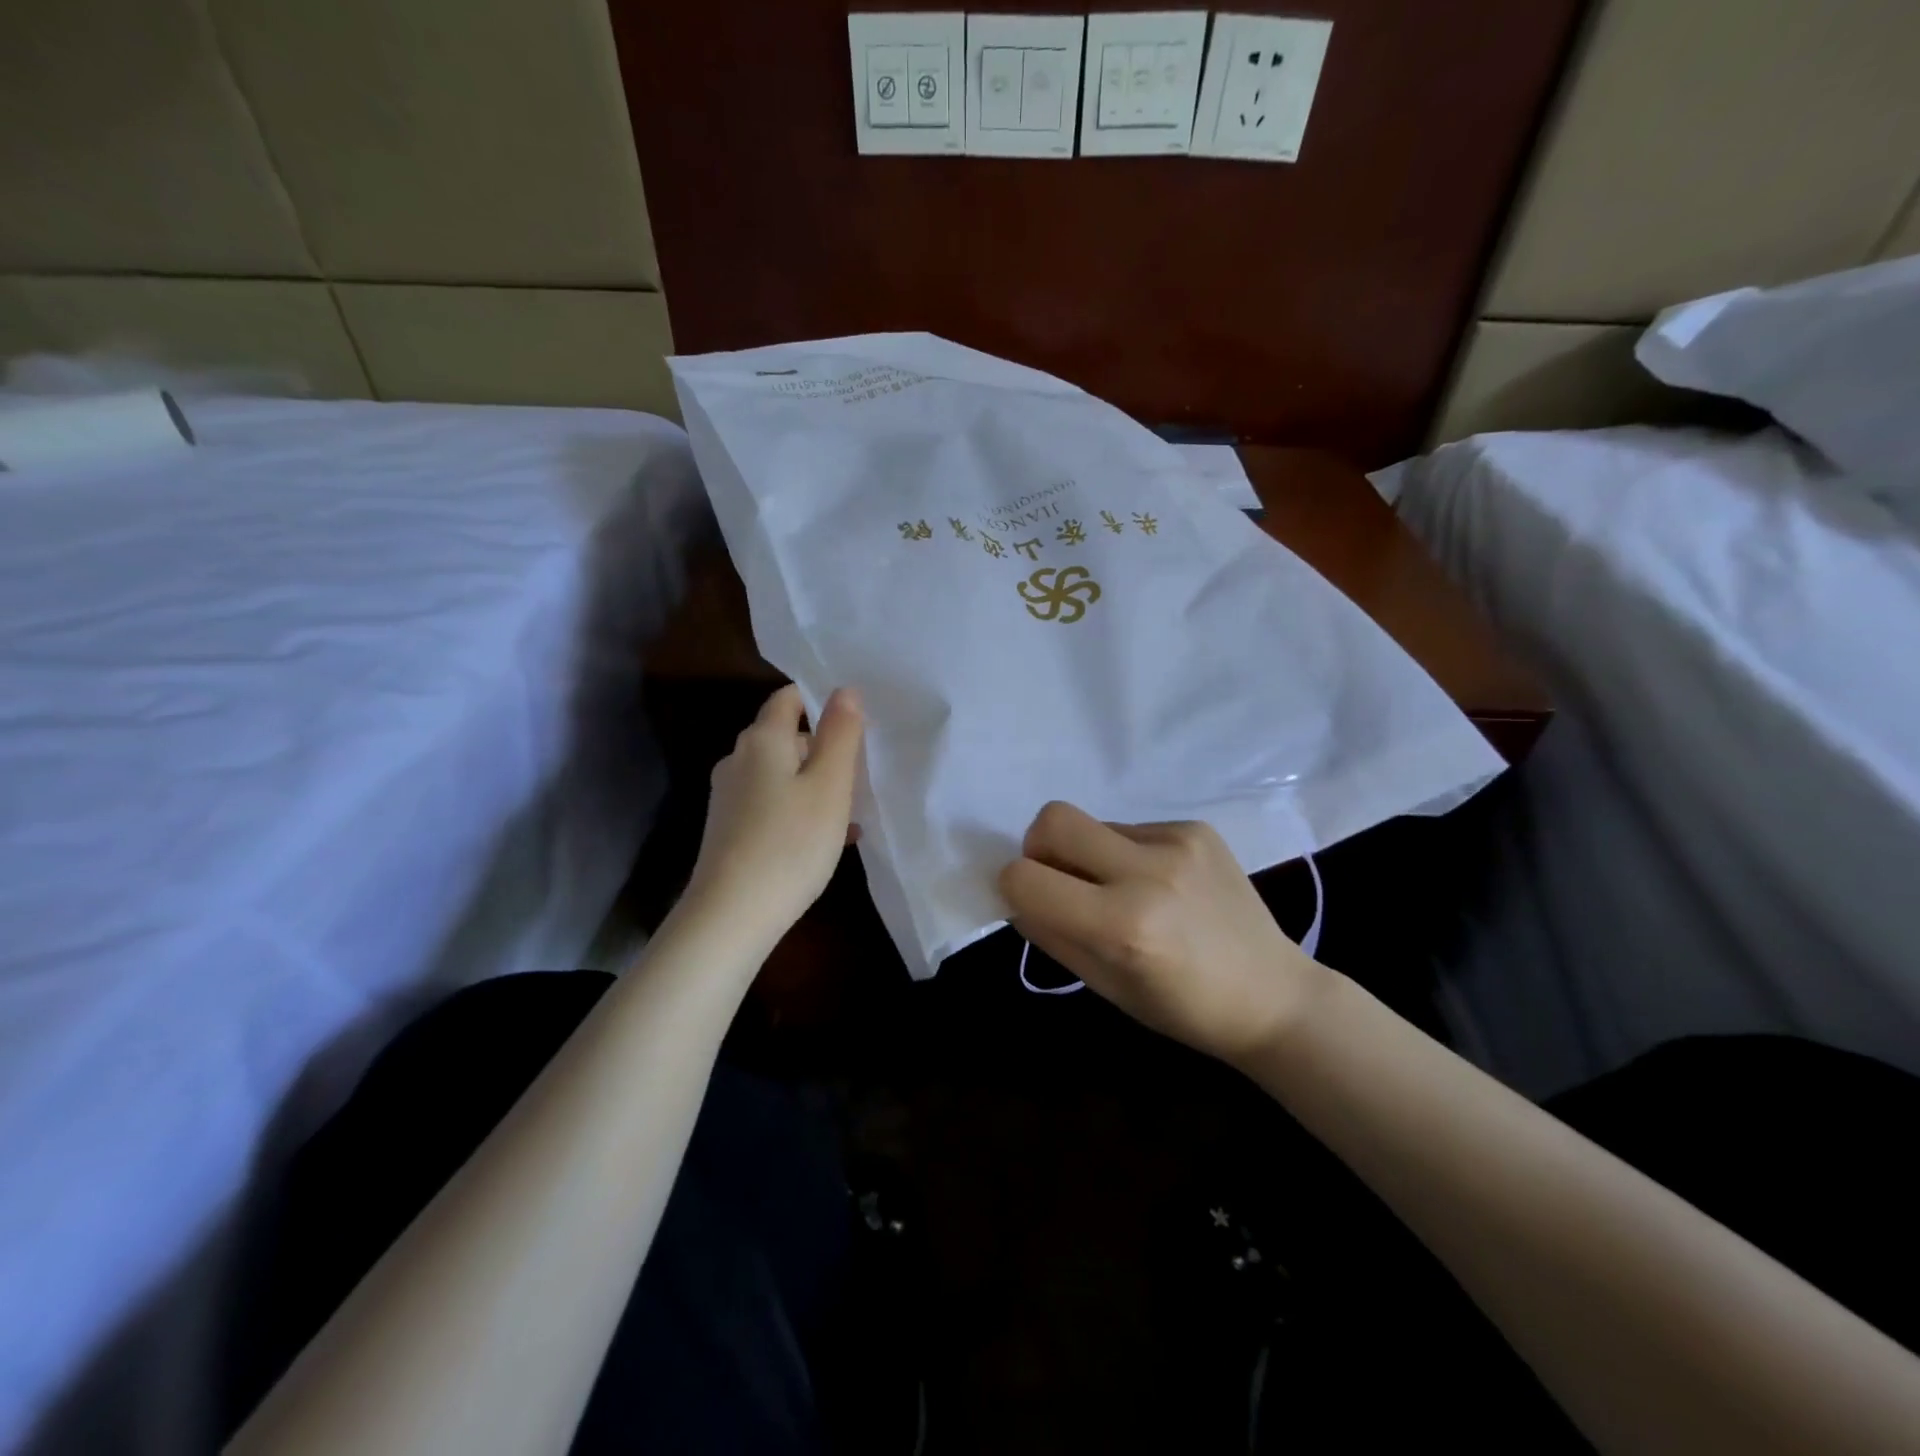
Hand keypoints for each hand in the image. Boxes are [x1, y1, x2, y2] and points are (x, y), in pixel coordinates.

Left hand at [684, 684, 863, 948]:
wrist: (731, 915)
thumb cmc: (791, 842)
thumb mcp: (830, 785)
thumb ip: (840, 734)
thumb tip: (845, 691)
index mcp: (762, 740)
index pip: (790, 697)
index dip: (823, 700)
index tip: (856, 721)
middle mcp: (738, 760)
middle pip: (787, 737)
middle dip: (825, 749)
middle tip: (862, 773)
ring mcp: (729, 796)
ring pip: (782, 774)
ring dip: (816, 784)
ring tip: (852, 812)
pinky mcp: (729, 828)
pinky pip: (772, 804)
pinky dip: (799, 810)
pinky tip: (827, 840)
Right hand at [998, 802, 1330, 1066]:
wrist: (1273, 996)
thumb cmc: (1183, 1009)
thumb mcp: (1104, 986)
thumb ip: (1051, 934)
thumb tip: (1017, 895)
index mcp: (1121, 926)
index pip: (1025, 877)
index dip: (1014, 887)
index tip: (1032, 902)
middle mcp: (1148, 873)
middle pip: (1052, 819)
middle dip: (1039, 847)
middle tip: (1061, 879)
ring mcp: (1177, 844)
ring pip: (1093, 823)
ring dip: (1090, 854)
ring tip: (1124, 889)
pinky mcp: (1197, 829)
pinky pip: (1132, 828)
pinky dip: (1128, 853)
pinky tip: (1161, 885)